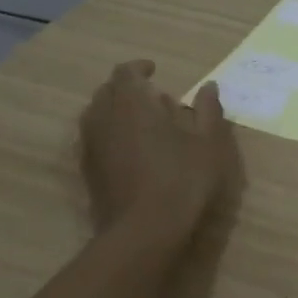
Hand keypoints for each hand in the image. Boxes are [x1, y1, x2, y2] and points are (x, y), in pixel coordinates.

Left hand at [80, 60, 238, 242]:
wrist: (144, 229)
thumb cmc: (182, 178)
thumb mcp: (208, 142)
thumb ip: (208, 110)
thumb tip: (209, 86)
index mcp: (132, 102)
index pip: (126, 72)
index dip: (139, 68)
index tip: (155, 71)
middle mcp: (104, 116)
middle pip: (107, 91)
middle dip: (127, 88)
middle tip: (152, 97)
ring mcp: (92, 145)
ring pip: (98, 115)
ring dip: (116, 111)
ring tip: (142, 123)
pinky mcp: (88, 170)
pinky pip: (96, 139)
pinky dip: (111, 134)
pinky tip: (132, 151)